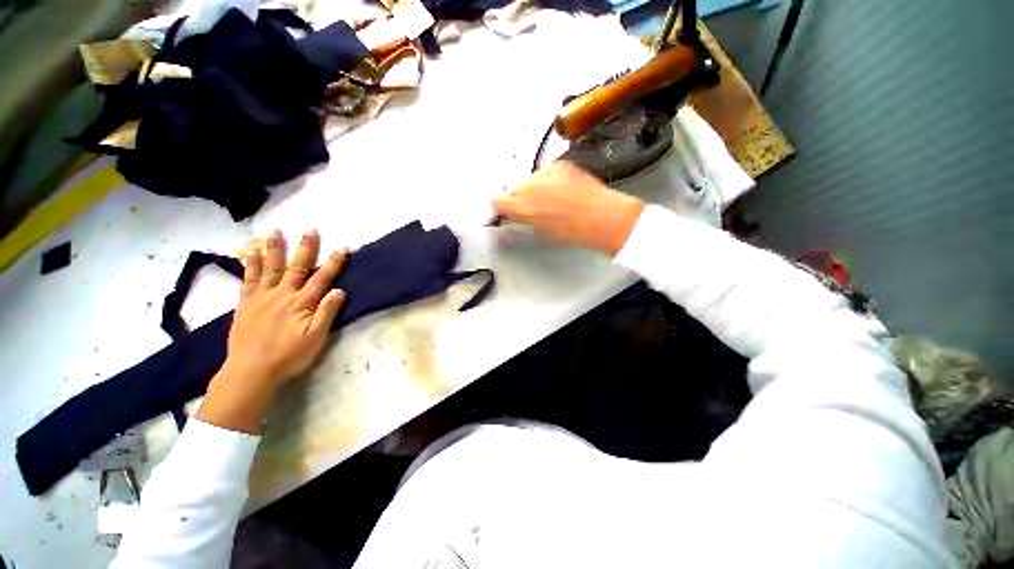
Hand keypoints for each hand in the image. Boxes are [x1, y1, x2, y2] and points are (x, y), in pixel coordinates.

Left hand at [197, 230, 346, 432]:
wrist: (251, 370)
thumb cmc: (289, 356)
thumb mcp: (316, 337)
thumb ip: (327, 312)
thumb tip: (339, 290)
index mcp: (302, 303)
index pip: (322, 278)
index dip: (334, 263)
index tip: (343, 248)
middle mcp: (282, 294)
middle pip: (297, 267)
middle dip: (306, 248)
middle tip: (311, 230)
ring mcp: (261, 297)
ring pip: (270, 268)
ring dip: (274, 249)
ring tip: (275, 232)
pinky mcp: (246, 303)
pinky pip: (248, 279)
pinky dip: (250, 265)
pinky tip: (250, 253)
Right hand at [492, 161, 645, 255]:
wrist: (600, 216)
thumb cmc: (570, 231)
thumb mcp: (540, 232)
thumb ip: (523, 221)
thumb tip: (516, 216)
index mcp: (520, 205)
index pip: (497, 201)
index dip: (501, 207)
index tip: (506, 211)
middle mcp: (528, 185)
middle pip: (513, 188)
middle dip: (519, 197)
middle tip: (533, 208)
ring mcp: (544, 172)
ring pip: (530, 179)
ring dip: (535, 187)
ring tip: (552, 199)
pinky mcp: (559, 164)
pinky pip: (547, 172)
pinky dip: (550, 180)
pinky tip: (563, 190)